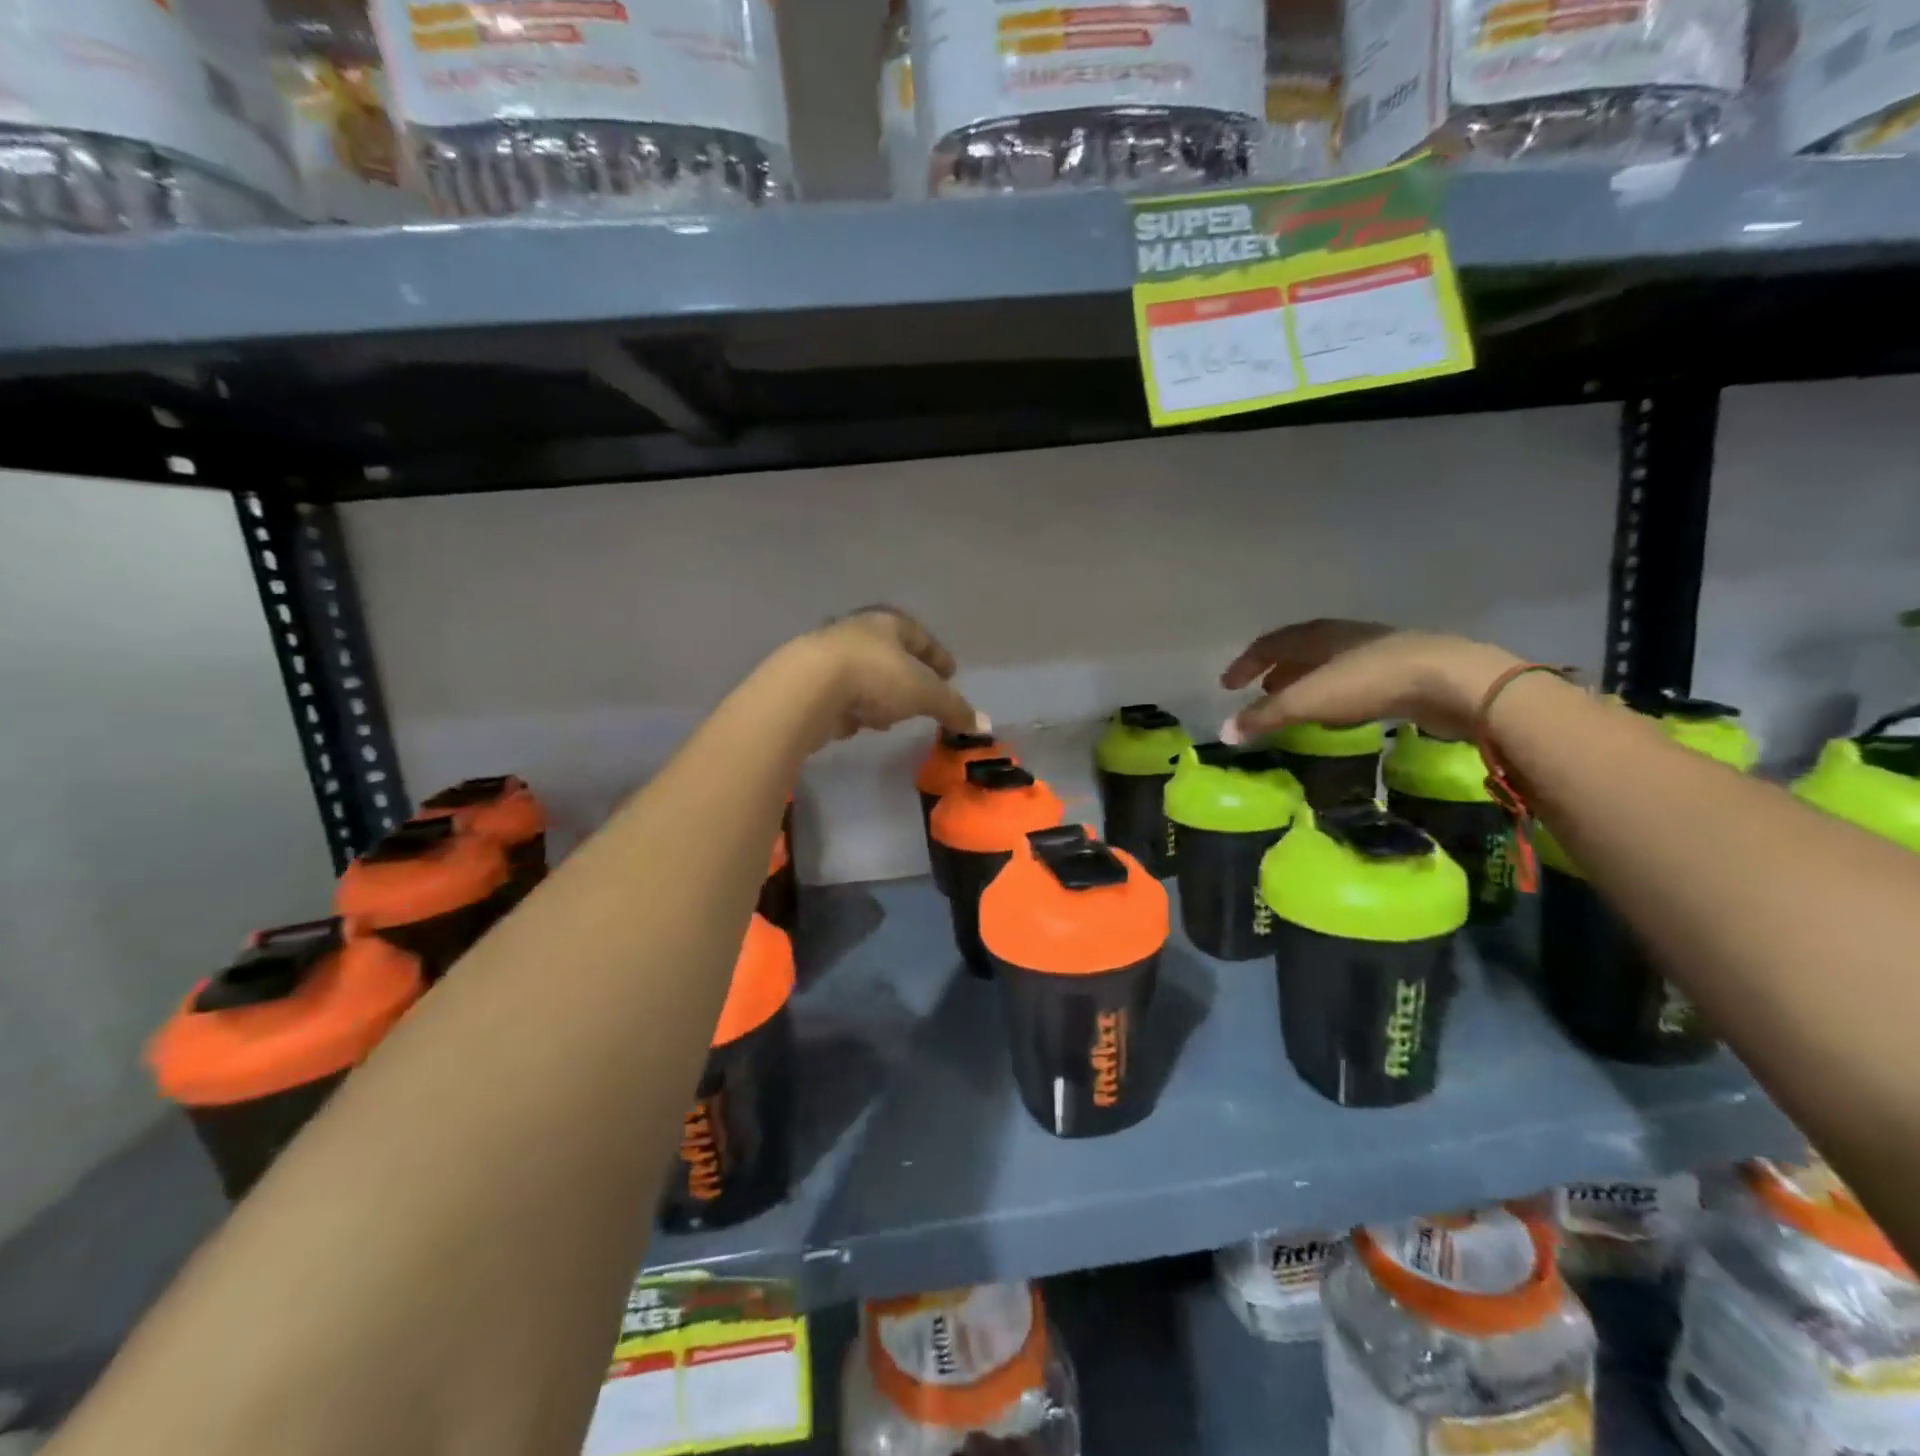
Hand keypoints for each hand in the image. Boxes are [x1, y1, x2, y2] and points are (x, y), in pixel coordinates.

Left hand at [786, 607, 982, 747]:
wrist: (806, 688)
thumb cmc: (876, 677)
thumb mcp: (925, 693)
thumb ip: (953, 707)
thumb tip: (982, 724)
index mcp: (887, 624)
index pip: (920, 635)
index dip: (938, 655)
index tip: (952, 673)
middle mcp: (856, 633)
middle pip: (889, 653)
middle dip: (907, 675)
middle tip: (922, 695)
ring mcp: (828, 657)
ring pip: (864, 674)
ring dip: (880, 694)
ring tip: (890, 717)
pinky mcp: (807, 684)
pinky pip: (841, 696)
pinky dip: (855, 708)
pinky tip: (859, 724)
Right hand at [1221, 619, 1522, 741]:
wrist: (1451, 680)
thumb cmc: (1368, 682)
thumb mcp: (1307, 701)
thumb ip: (1264, 717)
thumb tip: (1223, 733)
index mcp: (1315, 635)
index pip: (1269, 644)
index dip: (1245, 664)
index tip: (1226, 686)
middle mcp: (1341, 636)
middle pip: (1298, 650)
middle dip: (1275, 671)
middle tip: (1259, 693)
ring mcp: (1374, 651)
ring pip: (1327, 664)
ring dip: (1305, 682)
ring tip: (1294, 704)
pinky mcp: (1402, 671)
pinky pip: (1353, 679)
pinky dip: (1333, 693)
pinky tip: (1338, 713)